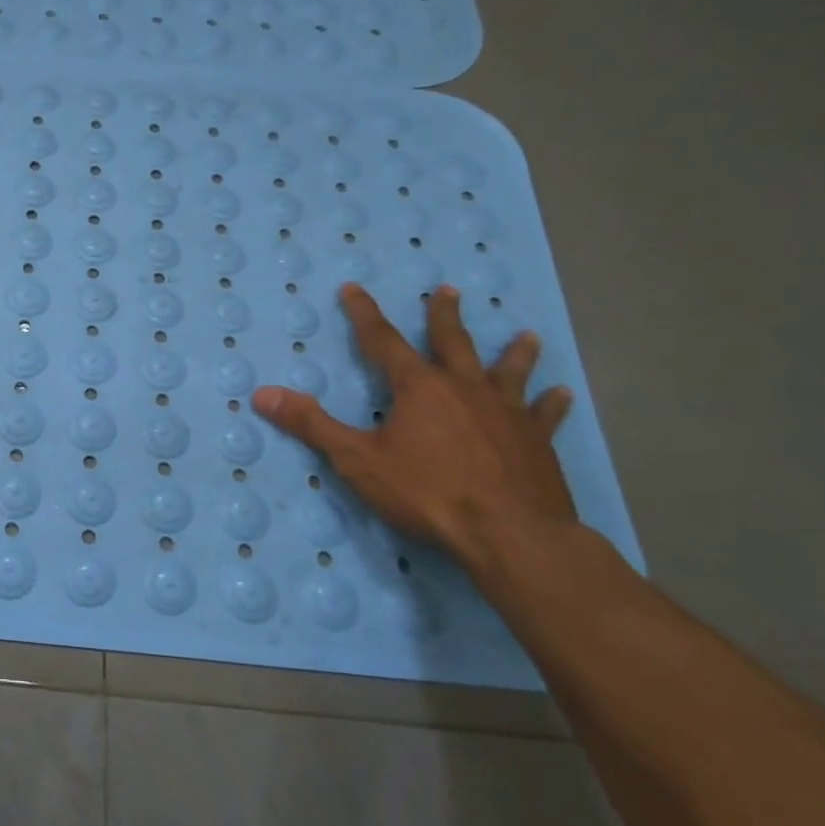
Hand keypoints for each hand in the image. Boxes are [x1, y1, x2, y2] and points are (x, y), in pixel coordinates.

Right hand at [252, 283, 576, 571]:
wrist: (512, 537)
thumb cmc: (428, 493)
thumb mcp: (357, 460)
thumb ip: (311, 425)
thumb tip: (262, 394)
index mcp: (418, 388)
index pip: (383, 340)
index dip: (364, 314)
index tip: (353, 288)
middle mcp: (464, 388)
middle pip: (453, 342)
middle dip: (445, 316)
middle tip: (448, 290)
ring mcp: (507, 413)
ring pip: (509, 371)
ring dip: (514, 351)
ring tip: (525, 334)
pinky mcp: (537, 442)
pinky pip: (545, 415)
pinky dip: (552, 403)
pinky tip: (562, 393)